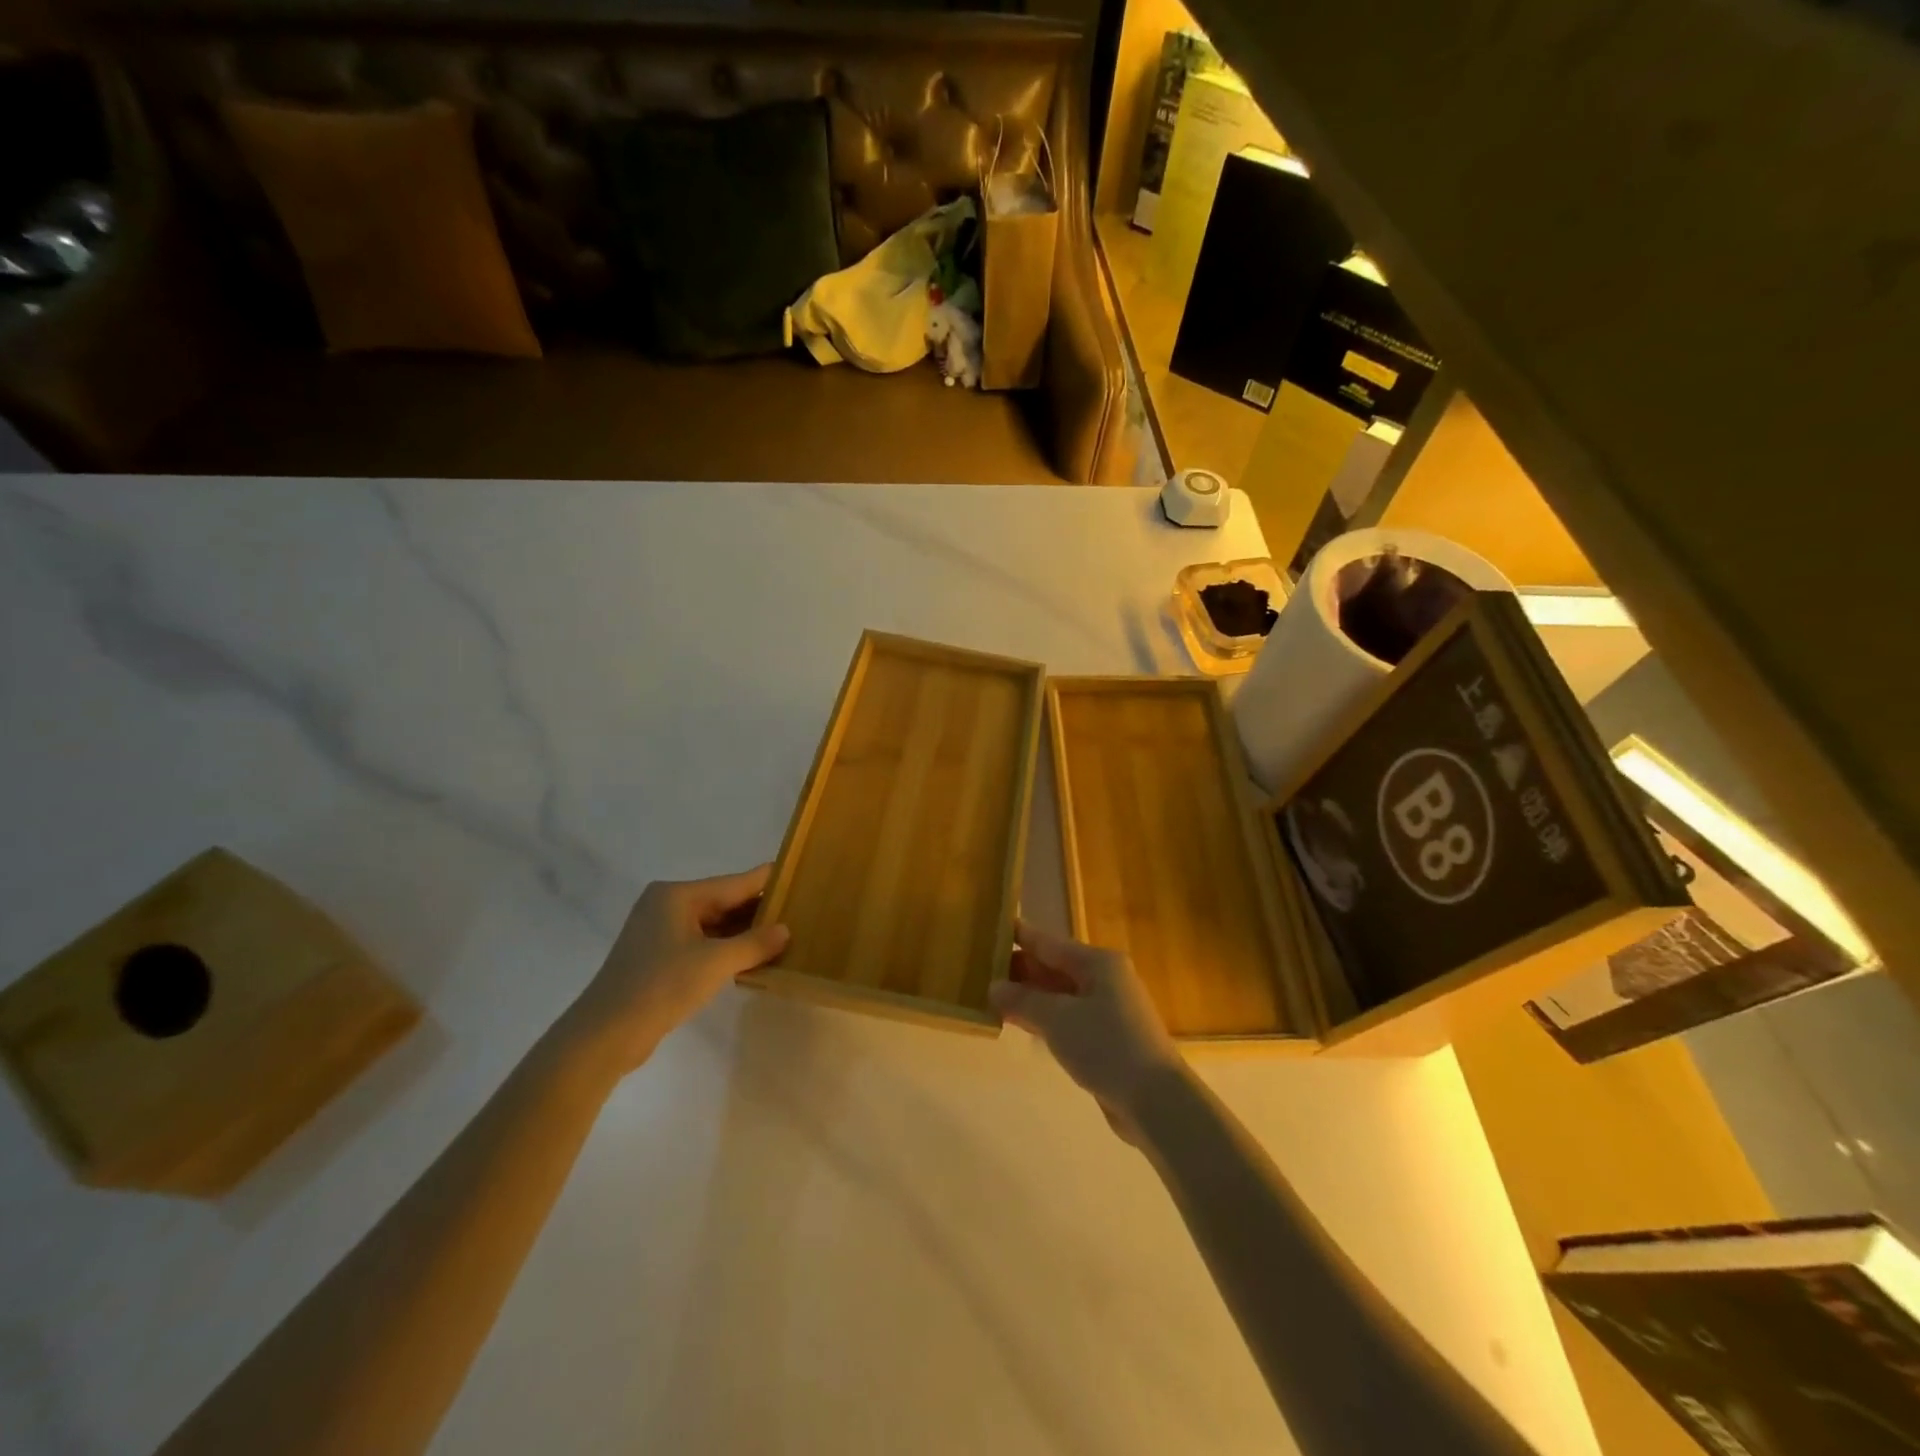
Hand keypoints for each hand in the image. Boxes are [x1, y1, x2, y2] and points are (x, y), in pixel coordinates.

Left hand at [563, 866, 789, 1072]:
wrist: (606, 1034)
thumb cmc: (662, 985)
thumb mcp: (716, 962)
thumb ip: (754, 944)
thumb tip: (785, 930)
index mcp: (677, 895)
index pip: (734, 883)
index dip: (766, 882)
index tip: (797, 876)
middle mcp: (667, 905)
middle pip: (723, 901)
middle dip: (757, 910)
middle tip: (798, 912)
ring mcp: (659, 932)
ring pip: (713, 924)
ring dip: (743, 933)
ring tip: (782, 936)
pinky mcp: (657, 957)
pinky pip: (701, 943)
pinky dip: (725, 948)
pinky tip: (751, 958)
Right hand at [990, 920, 1185, 1140]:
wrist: (1156, 1101)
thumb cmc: (1106, 1046)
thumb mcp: (1058, 1019)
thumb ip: (1023, 1000)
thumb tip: (994, 987)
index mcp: (1098, 963)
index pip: (1049, 943)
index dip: (1020, 936)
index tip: (992, 928)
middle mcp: (1104, 979)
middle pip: (1054, 968)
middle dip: (1020, 970)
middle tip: (980, 968)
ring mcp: (1107, 1010)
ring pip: (1059, 995)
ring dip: (1029, 996)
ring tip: (991, 996)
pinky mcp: (1106, 1039)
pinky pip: (1067, 1019)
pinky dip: (1044, 1019)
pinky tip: (1020, 1024)